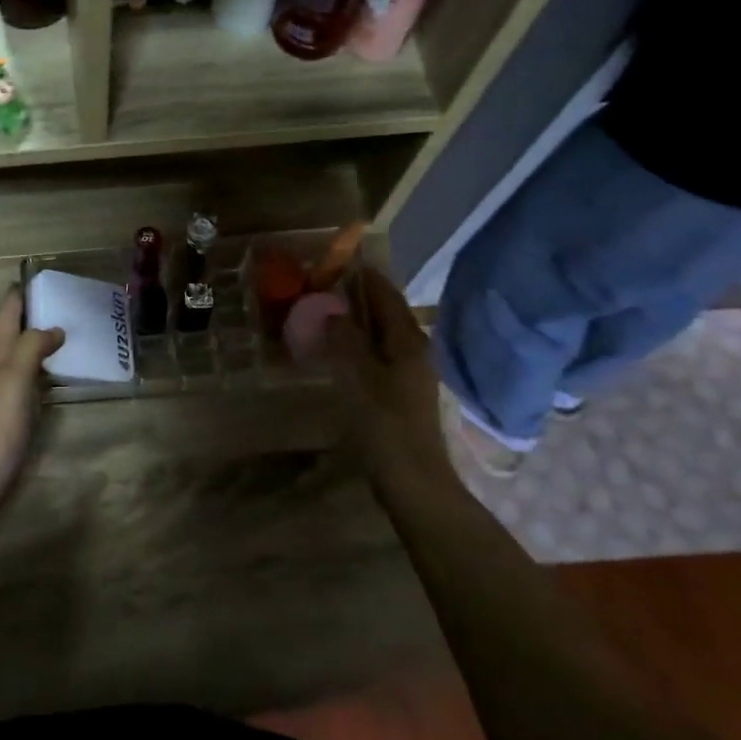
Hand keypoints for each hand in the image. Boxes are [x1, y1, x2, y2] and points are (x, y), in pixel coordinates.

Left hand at [0, 288, 63, 528]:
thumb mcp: (13, 377)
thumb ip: (32, 347)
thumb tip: (54, 327)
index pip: (7, 312)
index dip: (21, 291)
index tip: (43, 274)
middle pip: (13, 331)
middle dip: (35, 313)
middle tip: (69, 301)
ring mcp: (0, 393)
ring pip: (20, 355)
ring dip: (40, 341)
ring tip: (71, 332)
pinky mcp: (9, 416)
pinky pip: (29, 381)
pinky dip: (44, 369)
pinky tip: (59, 376)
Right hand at [326, 266, 445, 470]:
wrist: (412, 478)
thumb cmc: (384, 423)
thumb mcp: (357, 377)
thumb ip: (345, 339)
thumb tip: (334, 310)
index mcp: (408, 340)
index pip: (386, 295)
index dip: (364, 277)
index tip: (340, 261)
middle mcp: (415, 350)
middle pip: (386, 313)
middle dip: (359, 298)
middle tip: (325, 287)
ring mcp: (412, 373)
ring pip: (382, 336)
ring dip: (358, 323)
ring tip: (327, 315)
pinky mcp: (404, 392)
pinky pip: (379, 355)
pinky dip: (360, 345)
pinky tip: (340, 353)